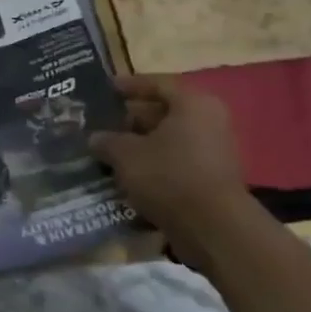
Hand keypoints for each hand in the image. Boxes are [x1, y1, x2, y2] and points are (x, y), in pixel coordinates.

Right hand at [89, 76, 246, 249]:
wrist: (213, 228)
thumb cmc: (168, 175)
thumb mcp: (126, 154)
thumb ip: (107, 141)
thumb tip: (95, 138)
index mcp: (192, 104)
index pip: (157, 84)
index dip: (129, 85)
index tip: (107, 88)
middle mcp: (209, 121)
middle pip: (164, 112)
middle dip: (132, 119)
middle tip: (103, 124)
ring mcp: (214, 152)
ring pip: (169, 140)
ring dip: (141, 145)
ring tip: (110, 151)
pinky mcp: (212, 179)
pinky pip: (177, 163)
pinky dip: (154, 165)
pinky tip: (129, 175)